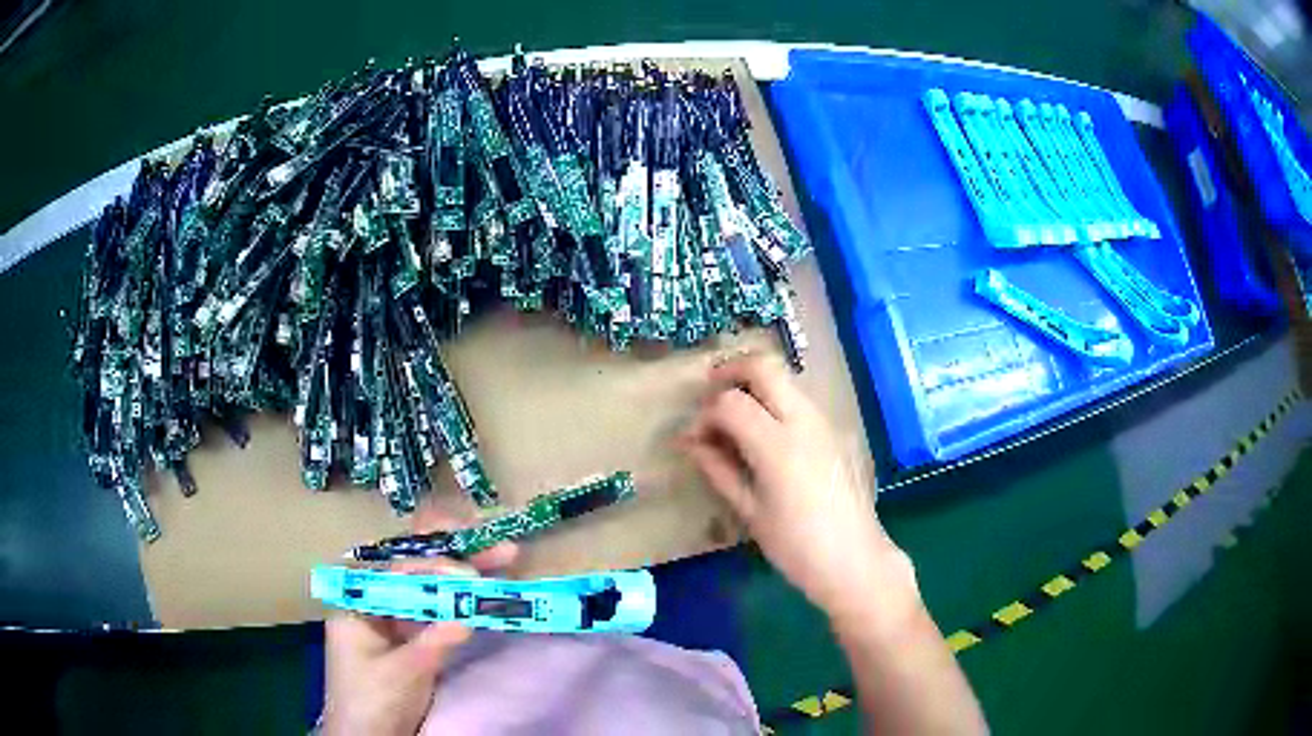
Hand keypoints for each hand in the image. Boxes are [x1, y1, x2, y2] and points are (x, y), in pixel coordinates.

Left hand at [320, 504, 517, 735]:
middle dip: (455, 558)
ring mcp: (395, 620)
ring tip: (504, 557)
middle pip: (416, 571)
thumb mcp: (401, 673)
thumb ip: (433, 643)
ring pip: (430, 589)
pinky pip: (438, 612)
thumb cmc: (370, 702)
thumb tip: (468, 616)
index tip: (469, 574)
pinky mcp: (412, 638)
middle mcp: (376, 602)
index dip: (434, 567)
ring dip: (465, 575)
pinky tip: (487, 590)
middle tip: (496, 544)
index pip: (397, 572)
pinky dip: (462, 603)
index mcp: (357, 602)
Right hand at [680, 354, 908, 621]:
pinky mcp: (836, 431)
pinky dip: (775, 403)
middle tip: (709, 394)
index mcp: (778, 445)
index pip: (730, 403)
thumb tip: (690, 442)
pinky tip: (765, 436)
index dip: (703, 415)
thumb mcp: (751, 511)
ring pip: (785, 380)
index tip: (692, 438)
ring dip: (755, 386)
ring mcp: (825, 422)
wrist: (855, 560)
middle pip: (763, 368)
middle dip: (730, 372)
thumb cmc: (796, 546)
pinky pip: (800, 401)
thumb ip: (719, 469)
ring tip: (734, 418)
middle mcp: (804, 421)